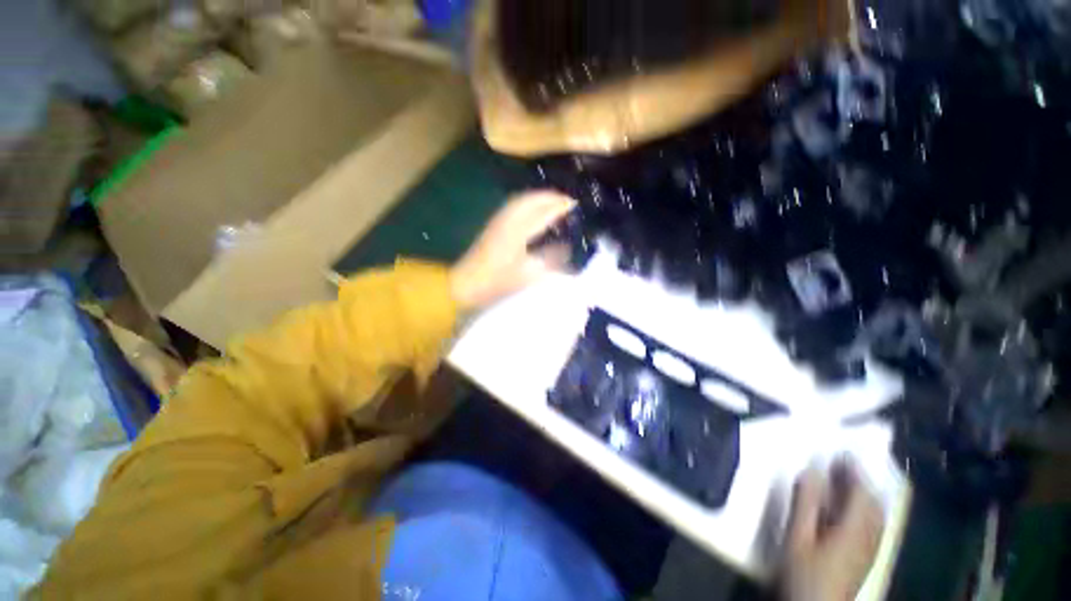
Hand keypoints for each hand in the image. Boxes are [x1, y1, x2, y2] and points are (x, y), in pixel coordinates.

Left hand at [450, 191, 575, 310]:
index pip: (542, 213)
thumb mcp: (527, 274)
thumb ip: (548, 260)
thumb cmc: (497, 282)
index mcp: (517, 232)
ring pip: (521, 200)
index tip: (574, 204)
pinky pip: (514, 206)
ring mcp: (498, 220)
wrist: (466, 283)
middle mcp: (508, 220)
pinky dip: (528, 202)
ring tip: (553, 200)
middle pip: (530, 199)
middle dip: (550, 196)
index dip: (559, 207)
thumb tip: (566, 248)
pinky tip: (533, 209)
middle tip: (567, 199)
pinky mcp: (493, 225)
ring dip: (539, 197)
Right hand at [782, 462, 884, 600]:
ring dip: (864, 493)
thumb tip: (813, 471)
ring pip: (876, 514)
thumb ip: (806, 502)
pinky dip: (865, 509)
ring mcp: (871, 548)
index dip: (854, 469)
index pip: (862, 491)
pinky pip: (873, 525)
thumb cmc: (804, 572)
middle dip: (861, 480)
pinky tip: (850, 509)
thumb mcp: (798, 536)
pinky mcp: (866, 557)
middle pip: (874, 502)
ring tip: (845, 480)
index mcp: (854, 528)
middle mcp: (870, 536)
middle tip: (841, 463)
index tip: (842, 451)